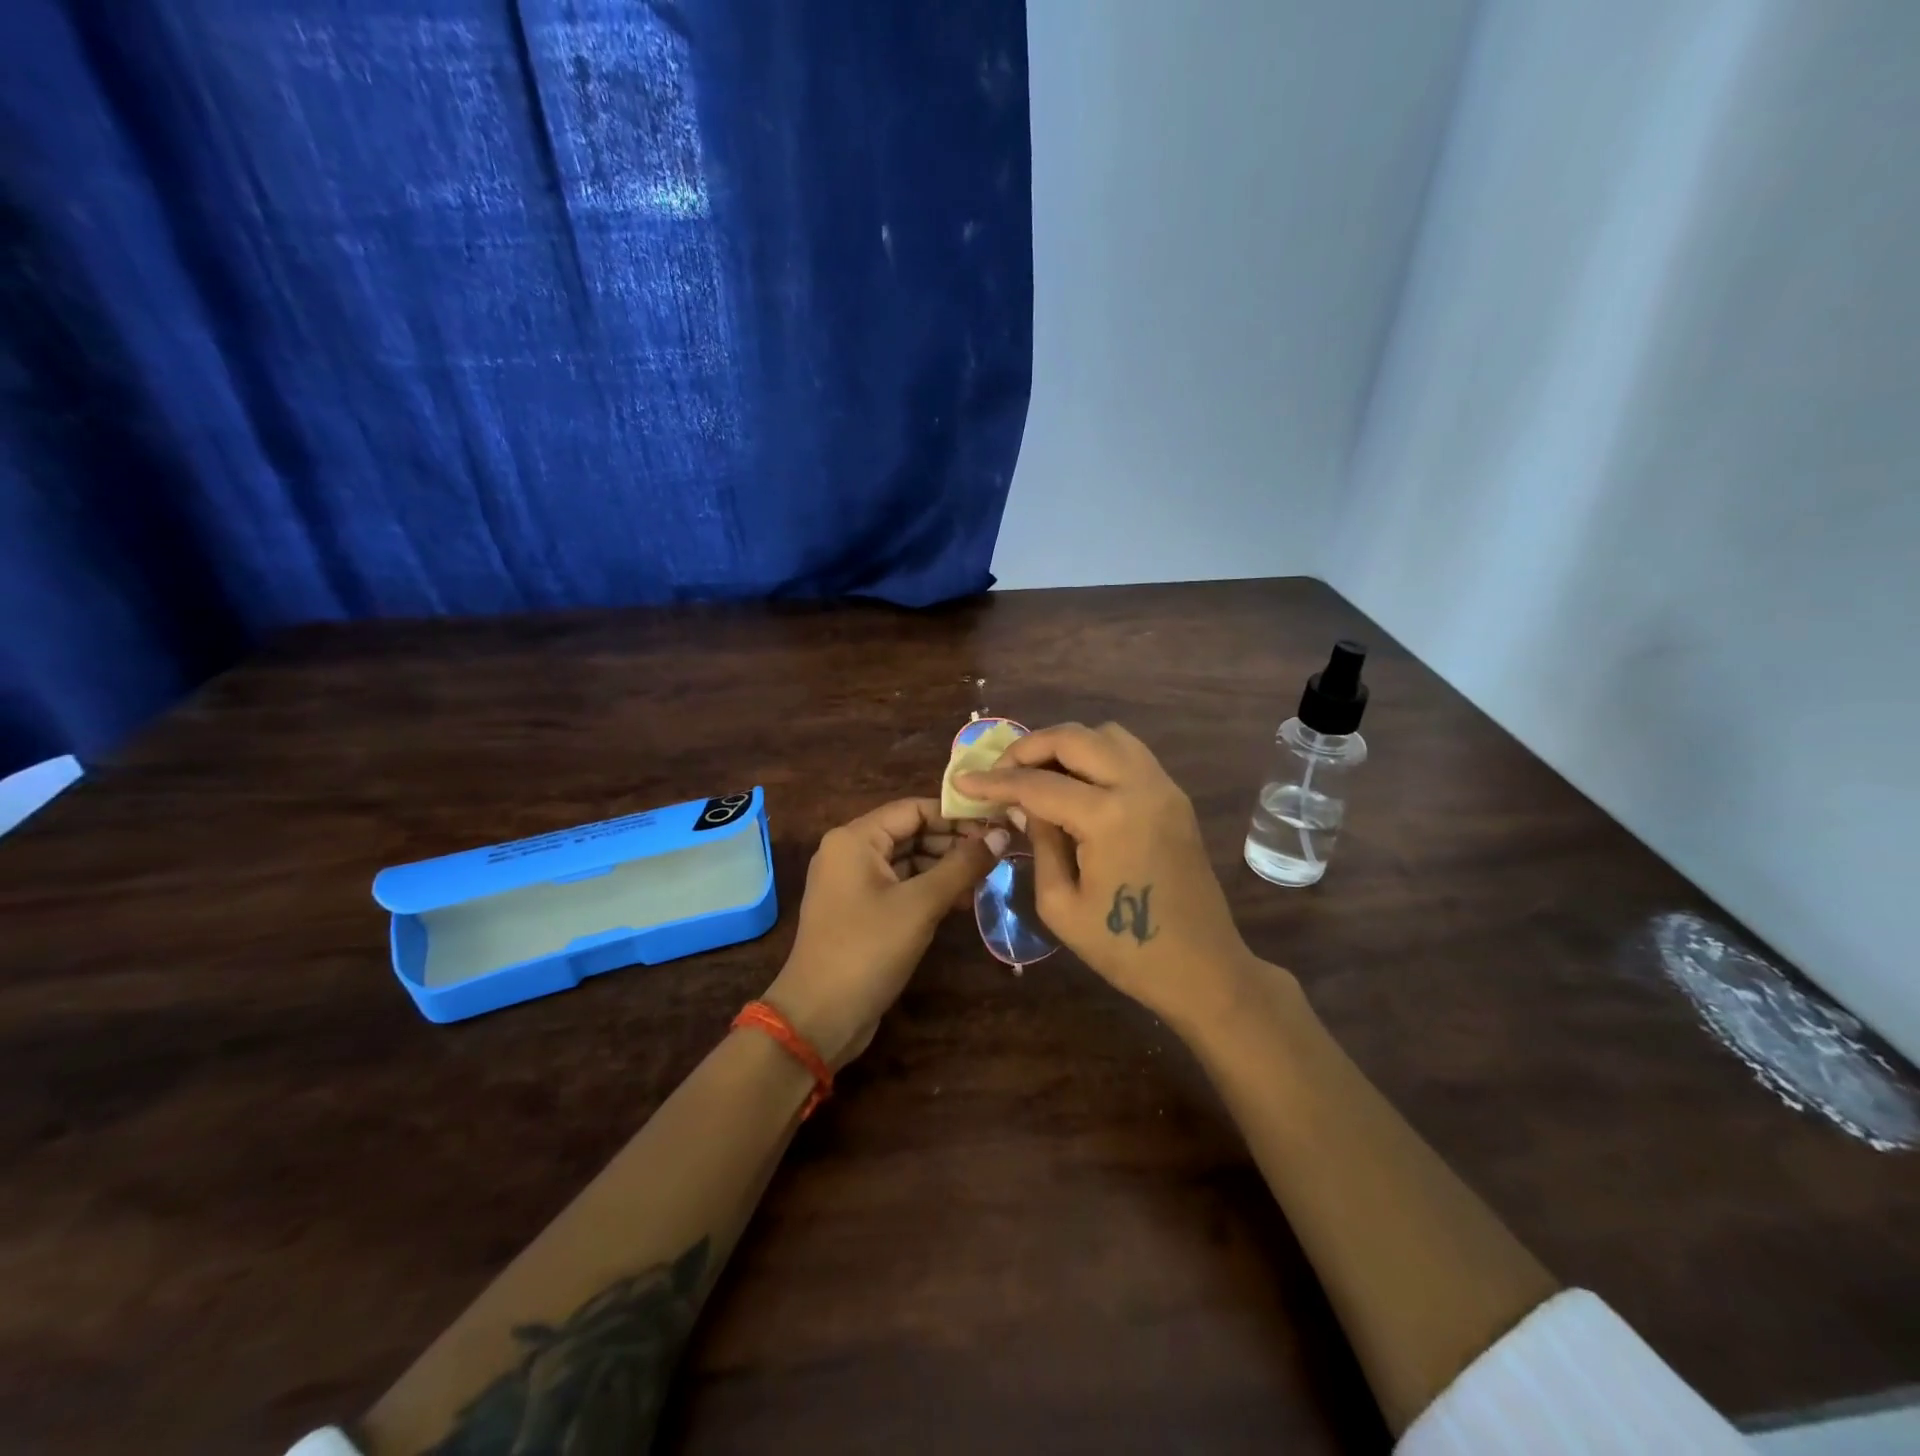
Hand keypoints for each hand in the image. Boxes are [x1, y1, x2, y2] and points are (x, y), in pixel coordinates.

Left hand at [764, 800, 1008, 1068]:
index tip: (997, 824)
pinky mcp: (860, 910)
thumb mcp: (920, 904)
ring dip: (945, 868)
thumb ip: (962, 866)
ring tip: (987, 880)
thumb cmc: (867, 950)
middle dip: (953, 843)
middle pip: (911, 832)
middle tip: (999, 854)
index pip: (913, 809)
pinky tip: (963, 902)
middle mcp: (849, 852)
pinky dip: (929, 890)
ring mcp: (853, 883)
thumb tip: (1001, 834)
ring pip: (908, 861)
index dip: (956, 815)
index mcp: (855, 839)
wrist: (819, 1017)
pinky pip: (900, 886)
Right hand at [955, 723, 1257, 1024]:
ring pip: (1107, 735)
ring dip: (1066, 745)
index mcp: (1109, 816)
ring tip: (1038, 774)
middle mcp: (1140, 786)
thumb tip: (1025, 805)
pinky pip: (1129, 754)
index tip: (962, 780)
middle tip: (1001, 771)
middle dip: (1029, 748)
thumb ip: (1040, 842)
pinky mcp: (1174, 797)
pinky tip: (1075, 785)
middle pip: (1075, 738)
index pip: (1038, 784)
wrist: (1202, 968)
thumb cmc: (1125, 949)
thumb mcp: (1061, 905)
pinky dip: (1095, 756)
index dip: (994, 781)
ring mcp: (1163, 787)